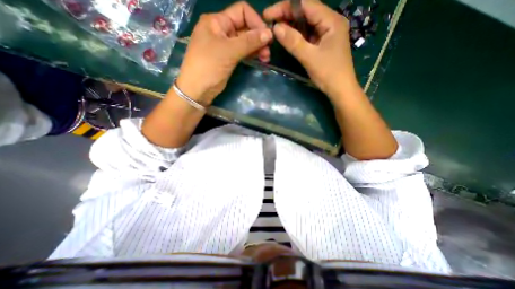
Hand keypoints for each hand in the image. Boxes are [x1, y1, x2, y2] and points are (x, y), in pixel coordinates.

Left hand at [177, 1, 272, 104]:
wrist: (197, 89)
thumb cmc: (208, 66)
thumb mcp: (229, 51)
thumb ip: (249, 42)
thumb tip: (269, 33)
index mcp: (217, 21)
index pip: (242, 12)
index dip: (256, 22)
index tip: (267, 36)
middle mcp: (221, 30)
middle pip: (245, 27)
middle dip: (258, 38)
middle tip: (268, 52)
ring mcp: (225, 46)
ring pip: (245, 41)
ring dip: (257, 47)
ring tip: (266, 58)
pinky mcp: (228, 58)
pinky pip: (242, 52)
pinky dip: (251, 54)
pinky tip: (260, 59)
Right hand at [265, 0, 358, 96]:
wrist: (340, 90)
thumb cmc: (328, 74)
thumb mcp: (309, 58)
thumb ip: (293, 42)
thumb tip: (276, 28)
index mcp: (331, 20)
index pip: (305, 4)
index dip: (285, 7)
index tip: (268, 14)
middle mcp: (330, 22)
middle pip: (306, 12)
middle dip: (287, 15)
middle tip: (270, 23)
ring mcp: (327, 33)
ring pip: (307, 24)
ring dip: (291, 25)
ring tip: (276, 29)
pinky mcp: (324, 43)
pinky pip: (309, 35)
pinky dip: (297, 35)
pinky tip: (288, 38)